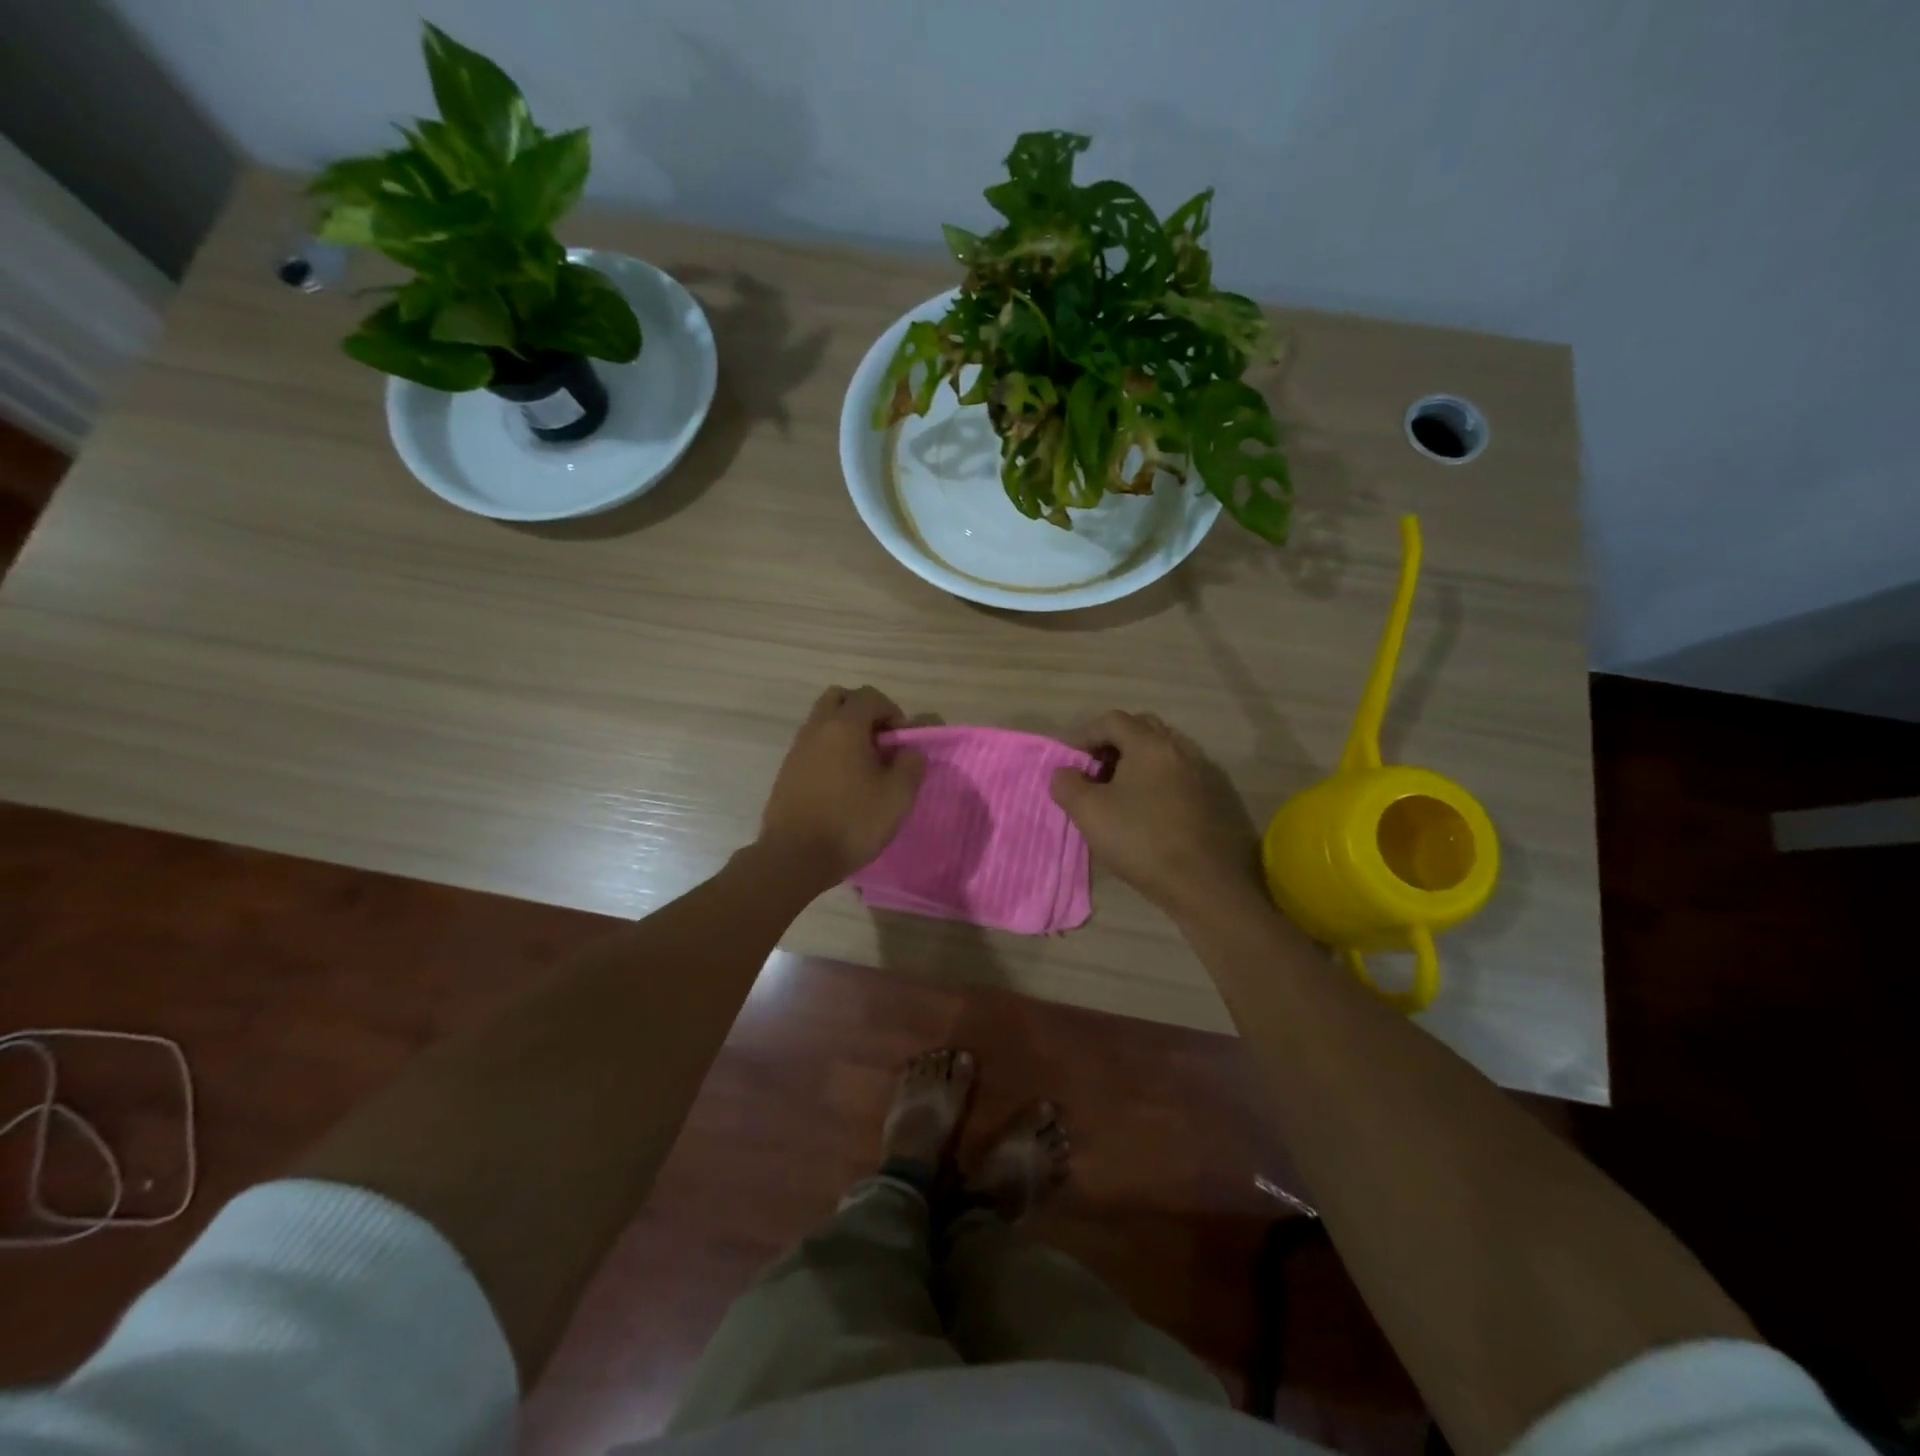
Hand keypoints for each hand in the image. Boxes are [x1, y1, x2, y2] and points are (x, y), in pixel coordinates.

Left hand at [758, 685, 926, 885]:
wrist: (795, 857)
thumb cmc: (852, 822)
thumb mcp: (897, 796)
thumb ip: (911, 764)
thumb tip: (910, 751)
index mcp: (844, 726)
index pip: (870, 696)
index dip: (892, 712)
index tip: (900, 742)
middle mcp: (817, 729)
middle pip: (839, 699)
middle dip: (863, 712)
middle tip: (879, 743)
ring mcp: (797, 749)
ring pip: (822, 722)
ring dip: (845, 733)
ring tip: (863, 767)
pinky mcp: (786, 772)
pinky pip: (812, 746)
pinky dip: (829, 752)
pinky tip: (841, 785)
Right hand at [1049, 710, 1264, 922]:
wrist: (1203, 883)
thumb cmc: (1141, 840)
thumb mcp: (1088, 812)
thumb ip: (1067, 784)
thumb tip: (1065, 773)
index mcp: (1150, 745)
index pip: (1112, 721)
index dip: (1084, 735)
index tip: (1069, 760)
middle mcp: (1179, 749)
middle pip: (1141, 730)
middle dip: (1112, 744)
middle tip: (1094, 770)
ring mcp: (1201, 774)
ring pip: (1161, 754)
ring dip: (1135, 764)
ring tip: (1117, 793)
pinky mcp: (1212, 799)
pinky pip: (1176, 776)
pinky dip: (1155, 782)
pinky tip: (1145, 811)